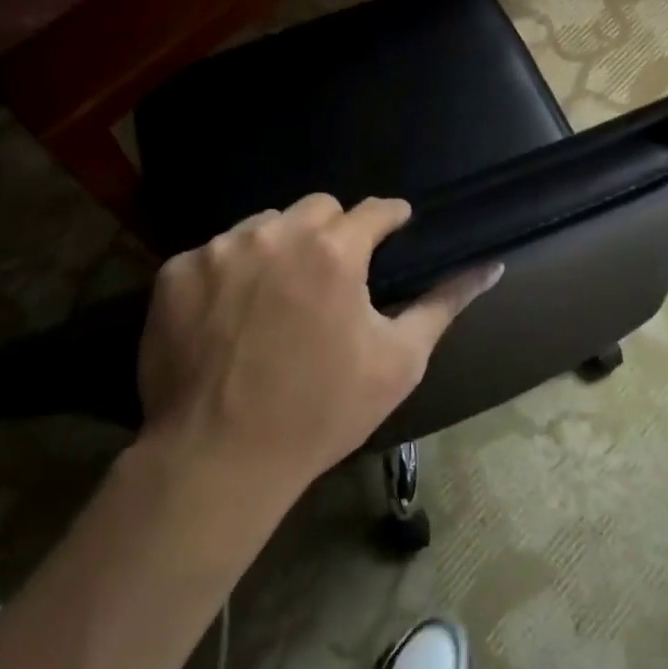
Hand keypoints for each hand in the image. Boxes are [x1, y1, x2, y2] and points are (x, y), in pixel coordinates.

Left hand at [137, 193, 502, 491]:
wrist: (217, 460)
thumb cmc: (322, 412)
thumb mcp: (398, 361)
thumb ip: (444, 304)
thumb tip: (491, 266)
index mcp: (333, 251)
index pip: (373, 209)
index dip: (390, 218)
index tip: (395, 228)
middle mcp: (274, 234)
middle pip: (317, 208)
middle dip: (333, 232)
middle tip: (333, 278)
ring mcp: (219, 249)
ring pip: (264, 225)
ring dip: (279, 248)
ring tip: (279, 296)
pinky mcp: (176, 272)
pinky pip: (215, 253)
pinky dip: (230, 274)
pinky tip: (230, 315)